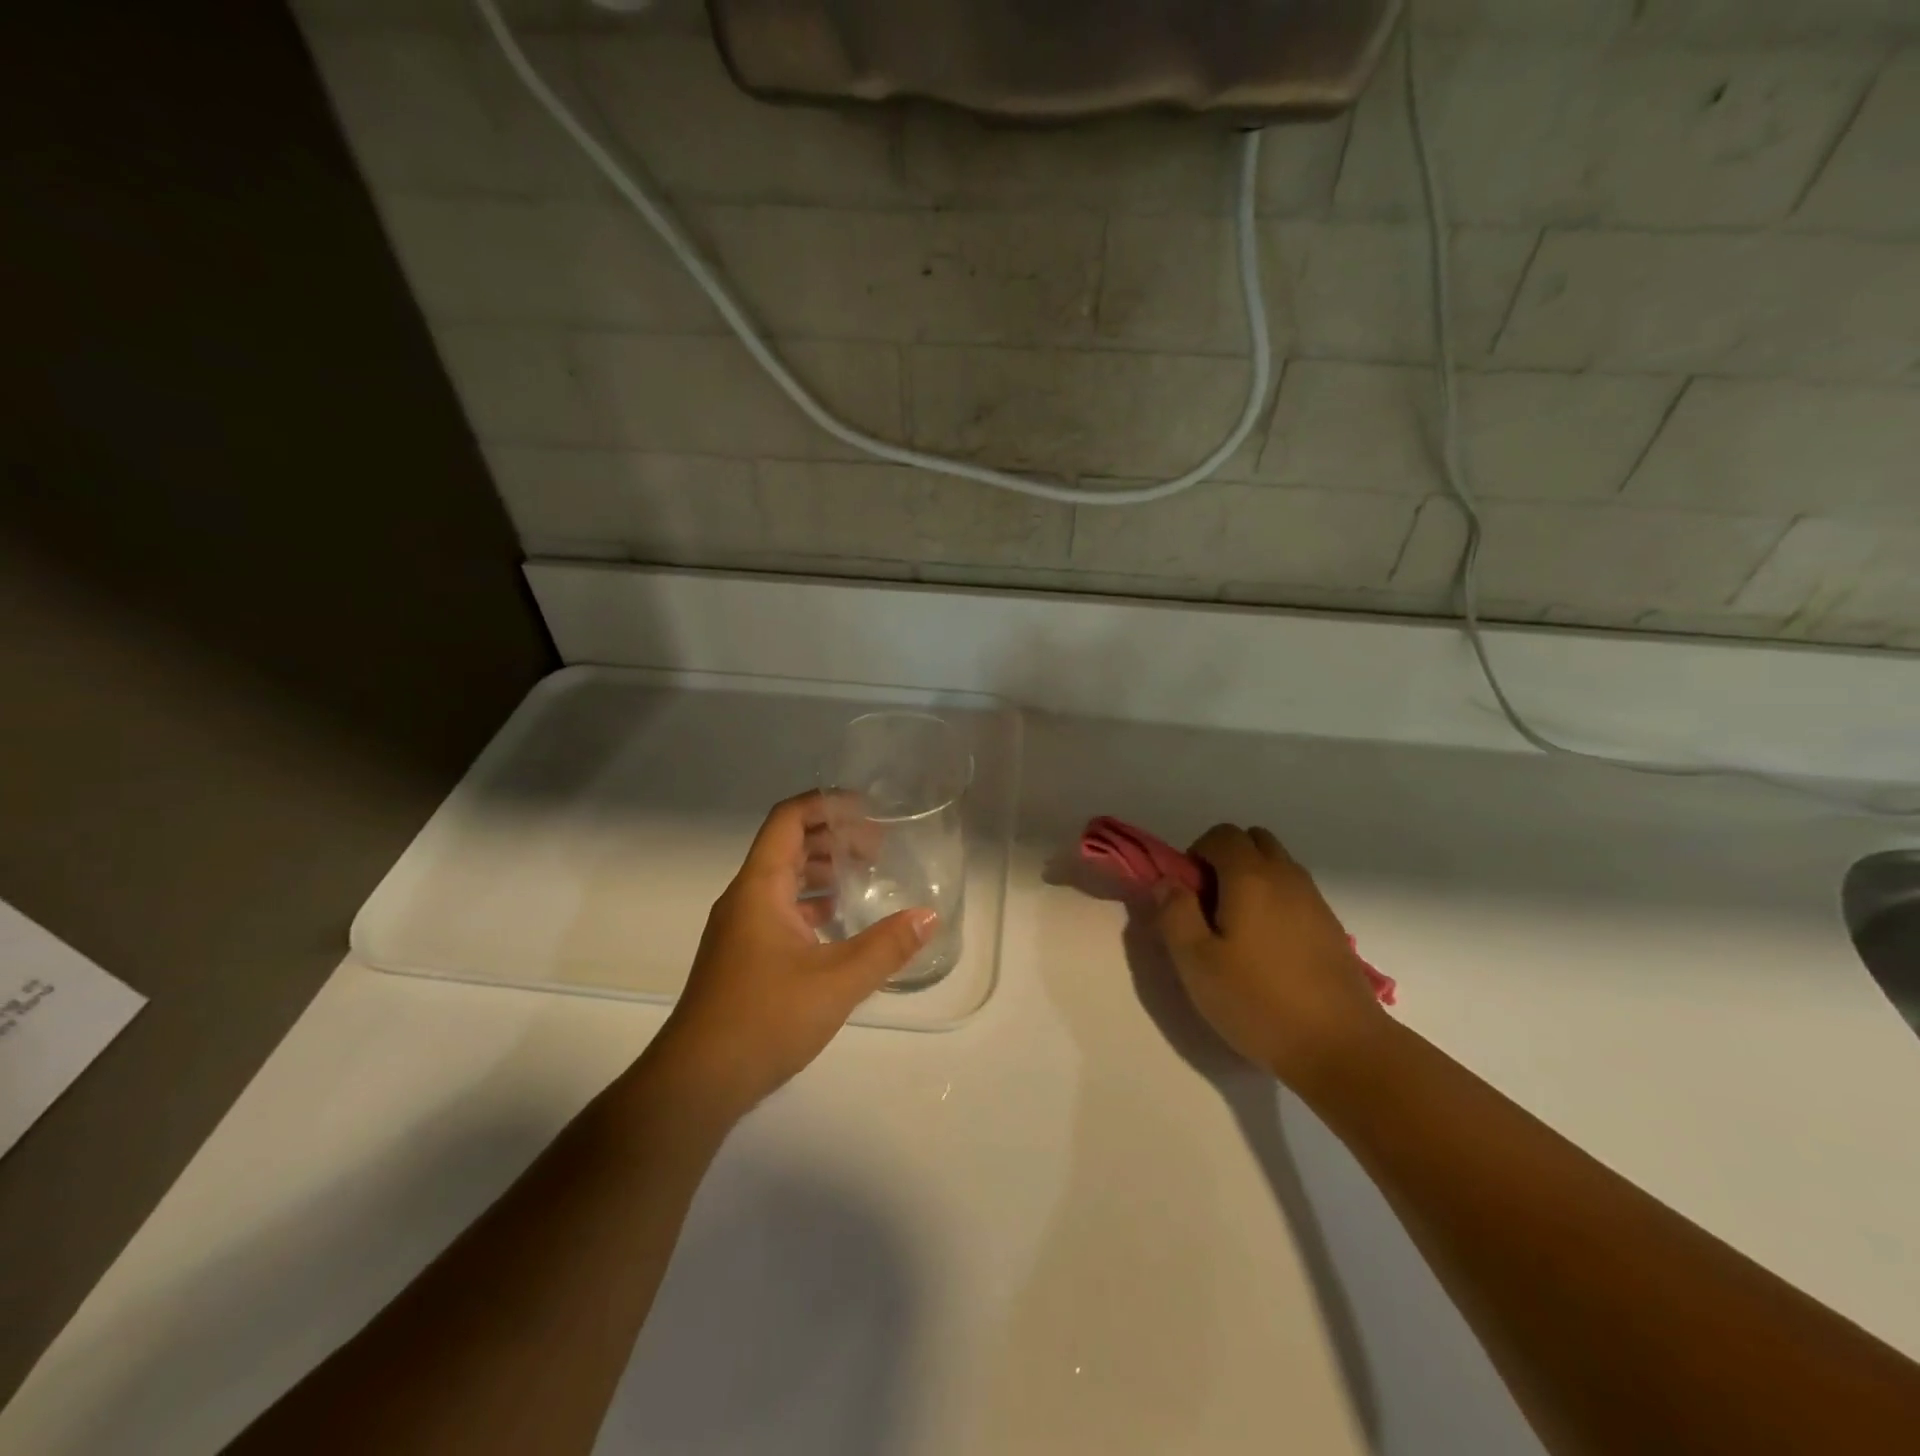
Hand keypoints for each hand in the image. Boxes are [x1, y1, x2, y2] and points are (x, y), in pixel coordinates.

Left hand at [652, 792, 935, 1114]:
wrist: (697, 1081)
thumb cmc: (764, 1018)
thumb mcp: (837, 981)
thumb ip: (886, 946)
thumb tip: (929, 916)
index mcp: (759, 888)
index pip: (787, 820)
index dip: (825, 804)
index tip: (867, 810)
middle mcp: (745, 899)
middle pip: (787, 846)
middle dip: (832, 837)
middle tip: (878, 847)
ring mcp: (740, 929)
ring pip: (783, 880)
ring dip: (822, 871)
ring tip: (865, 877)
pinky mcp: (742, 956)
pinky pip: (780, 910)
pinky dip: (811, 904)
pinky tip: (840, 924)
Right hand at [1152, 824, 1385, 1090]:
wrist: (1341, 1047)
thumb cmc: (1257, 1002)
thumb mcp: (1196, 962)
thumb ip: (1174, 913)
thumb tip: (1168, 882)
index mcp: (1250, 877)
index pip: (1221, 834)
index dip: (1195, 855)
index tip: (1187, 895)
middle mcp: (1286, 876)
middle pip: (1253, 840)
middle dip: (1225, 859)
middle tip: (1209, 905)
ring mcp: (1314, 900)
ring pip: (1277, 866)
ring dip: (1252, 880)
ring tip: (1237, 930)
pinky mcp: (1331, 927)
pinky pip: (1295, 893)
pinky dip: (1275, 902)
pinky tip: (1268, 950)